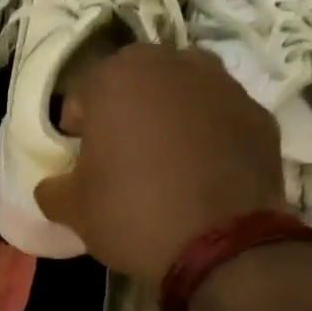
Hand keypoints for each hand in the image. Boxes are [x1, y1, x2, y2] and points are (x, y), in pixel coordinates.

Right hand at [35, 44, 288, 284]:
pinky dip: (211, 134)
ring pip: (183, 91)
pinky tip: (207, 172)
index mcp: (117, 77)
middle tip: (123, 154)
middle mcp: (171, 64)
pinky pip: (221, 116)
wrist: (224, 246)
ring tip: (169, 159)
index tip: (82, 159)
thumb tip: (54, 185)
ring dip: (171, 114)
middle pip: (135, 81)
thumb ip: (53, 188)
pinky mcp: (259, 114)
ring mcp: (222, 85)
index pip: (82, 93)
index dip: (77, 128)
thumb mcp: (73, 209)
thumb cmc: (134, 214)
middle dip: (125, 110)